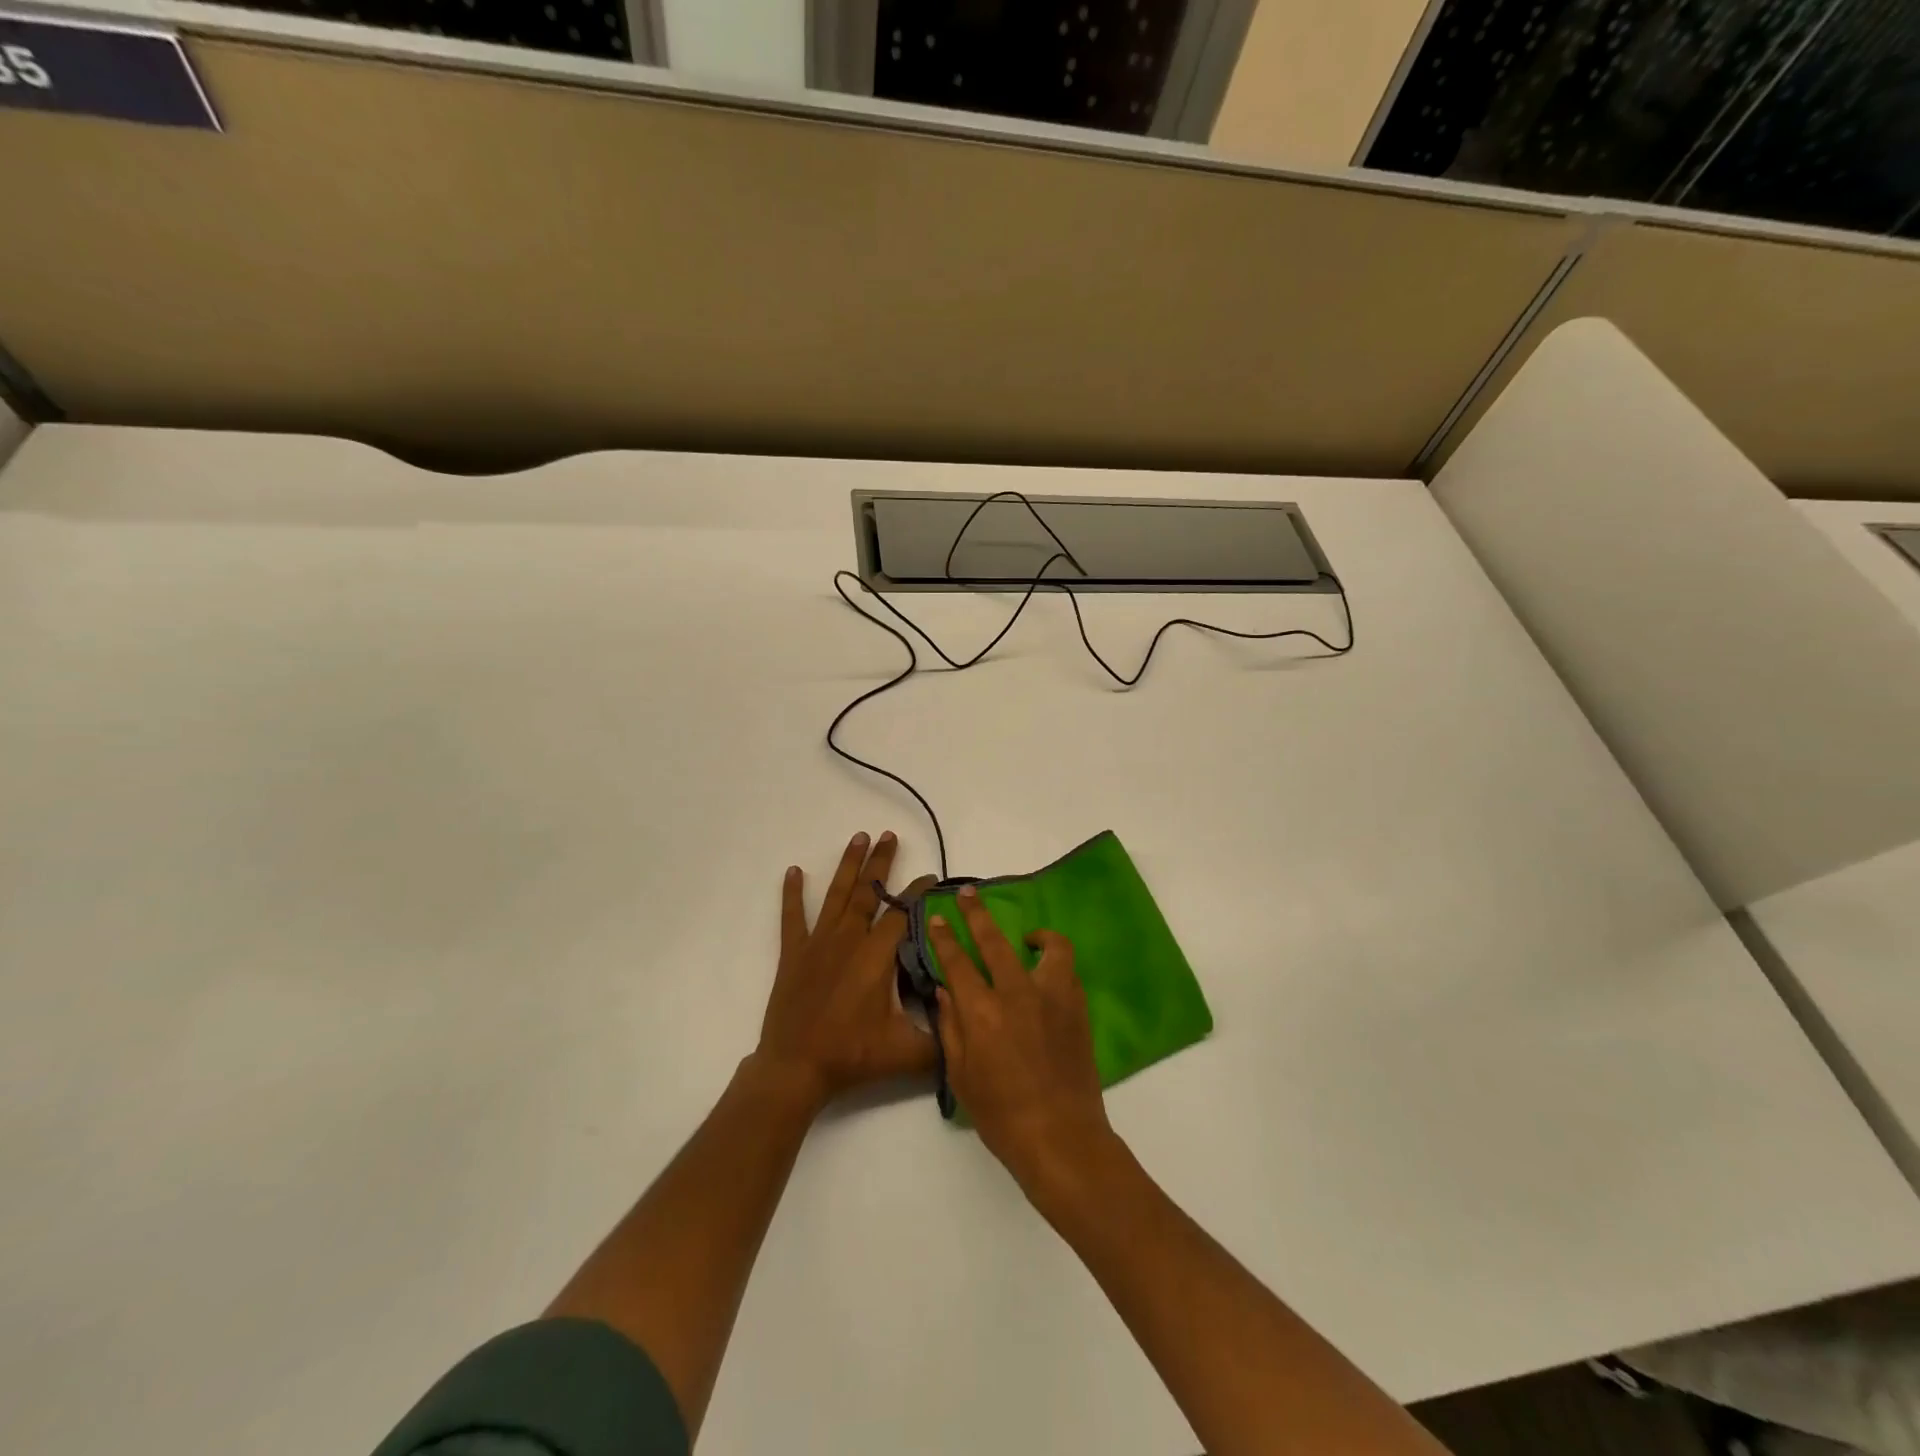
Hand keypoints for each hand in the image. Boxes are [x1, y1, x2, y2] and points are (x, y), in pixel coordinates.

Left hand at [755, 831, 936, 1112]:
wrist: (795, 1067)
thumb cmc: (852, 1055)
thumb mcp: (906, 1053)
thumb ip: (942, 1041)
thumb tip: (968, 1027)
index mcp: (876, 955)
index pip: (903, 913)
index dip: (918, 893)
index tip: (931, 877)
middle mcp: (848, 939)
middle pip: (869, 892)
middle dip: (881, 862)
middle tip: (890, 835)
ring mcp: (818, 943)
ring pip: (837, 895)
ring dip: (848, 865)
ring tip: (858, 838)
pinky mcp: (794, 954)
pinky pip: (792, 917)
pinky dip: (793, 893)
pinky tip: (794, 871)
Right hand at [927, 886, 1116, 1193]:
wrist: (1061, 1138)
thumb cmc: (1001, 1115)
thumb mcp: (962, 1076)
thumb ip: (951, 1027)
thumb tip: (944, 991)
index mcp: (982, 1012)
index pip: (957, 962)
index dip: (945, 937)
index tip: (937, 918)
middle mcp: (1017, 994)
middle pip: (995, 941)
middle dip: (978, 913)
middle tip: (969, 894)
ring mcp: (1053, 998)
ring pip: (1049, 947)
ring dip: (1037, 936)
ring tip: (1028, 939)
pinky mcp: (1077, 1008)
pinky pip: (1068, 972)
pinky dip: (1055, 965)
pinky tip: (1046, 976)